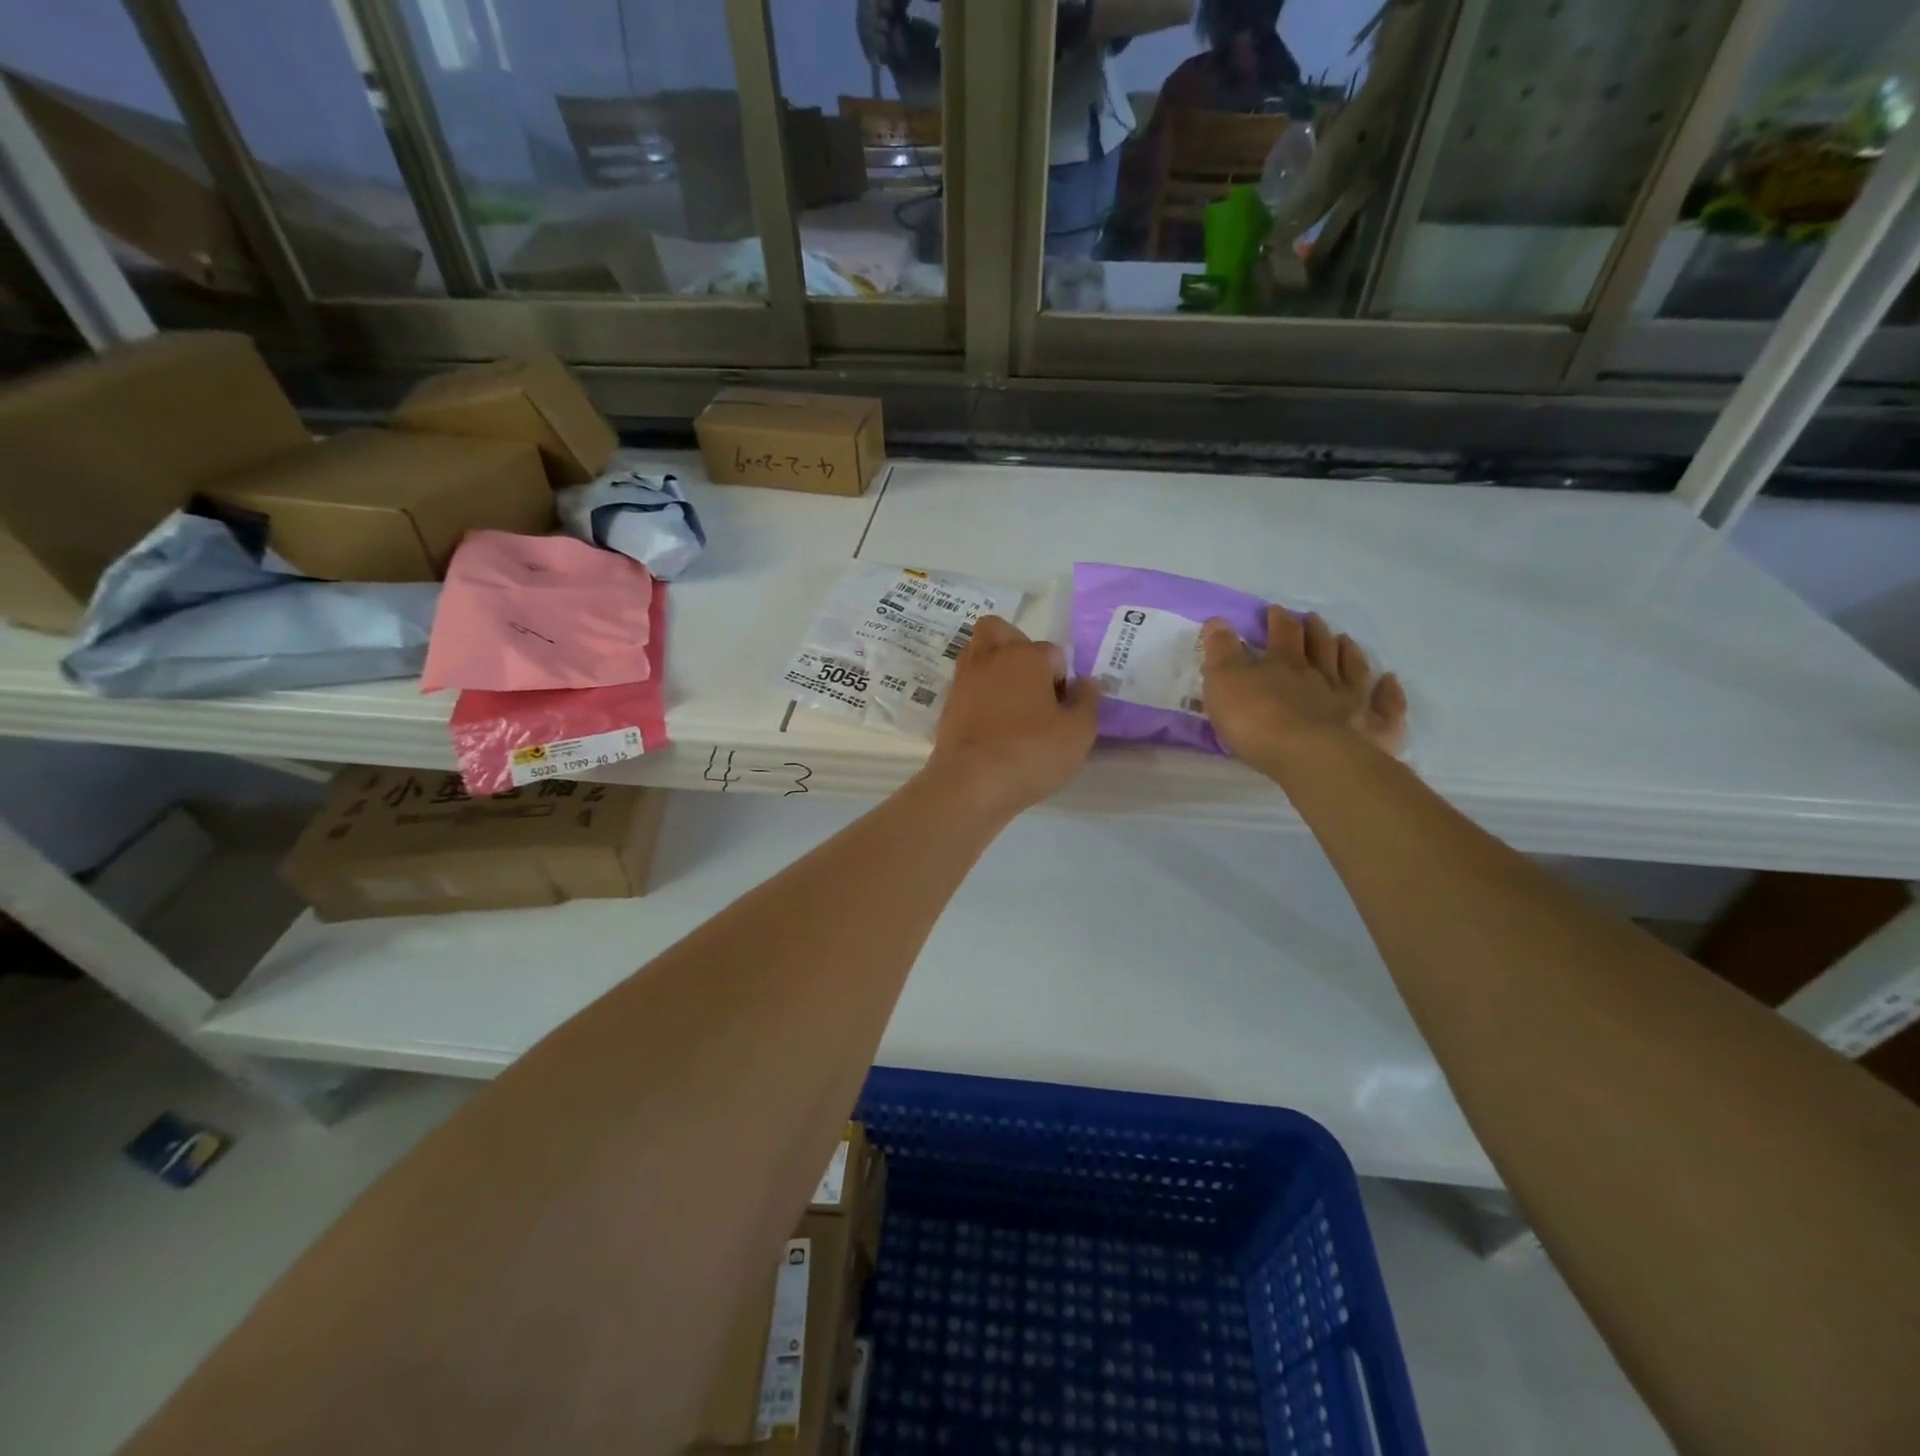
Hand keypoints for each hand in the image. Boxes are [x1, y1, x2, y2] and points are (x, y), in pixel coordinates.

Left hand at [924, 615, 1099, 821]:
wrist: (971, 783)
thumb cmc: (1031, 753)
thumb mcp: (1077, 733)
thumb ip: (1087, 702)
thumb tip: (1087, 682)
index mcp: (1026, 656)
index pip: (1053, 653)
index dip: (1062, 679)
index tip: (1062, 708)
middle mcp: (991, 657)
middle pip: (1000, 631)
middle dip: (1017, 648)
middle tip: (1031, 683)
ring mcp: (964, 680)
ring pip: (978, 652)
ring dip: (994, 667)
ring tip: (1012, 702)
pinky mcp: (947, 704)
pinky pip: (967, 684)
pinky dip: (979, 693)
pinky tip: (992, 721)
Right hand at [1201, 607, 1406, 773]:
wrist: (1310, 757)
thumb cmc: (1258, 721)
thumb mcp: (1224, 683)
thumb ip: (1221, 652)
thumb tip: (1217, 621)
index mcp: (1284, 665)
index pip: (1282, 635)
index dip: (1278, 621)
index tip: (1276, 610)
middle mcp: (1321, 676)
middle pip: (1320, 647)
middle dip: (1313, 631)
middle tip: (1312, 619)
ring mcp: (1351, 701)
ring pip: (1353, 669)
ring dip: (1349, 652)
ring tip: (1345, 640)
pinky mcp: (1372, 729)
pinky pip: (1384, 706)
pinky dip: (1389, 692)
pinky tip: (1390, 681)